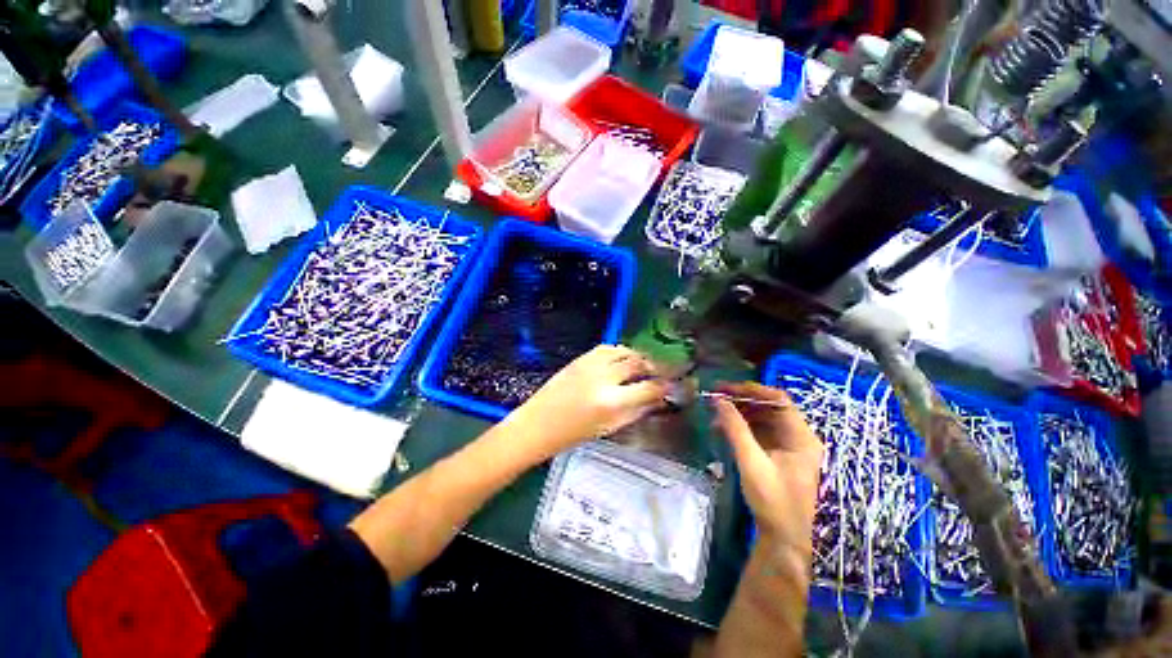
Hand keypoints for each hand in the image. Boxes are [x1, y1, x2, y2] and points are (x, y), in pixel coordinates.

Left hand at [508, 345, 668, 458]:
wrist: (538, 423)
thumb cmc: (573, 433)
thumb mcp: (610, 427)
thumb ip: (636, 411)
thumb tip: (657, 398)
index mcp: (612, 402)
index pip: (649, 388)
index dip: (665, 386)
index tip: (673, 386)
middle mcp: (603, 377)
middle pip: (638, 363)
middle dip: (654, 367)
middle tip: (660, 373)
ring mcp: (590, 364)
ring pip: (624, 351)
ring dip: (638, 357)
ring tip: (643, 366)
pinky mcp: (581, 358)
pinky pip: (608, 348)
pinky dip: (620, 352)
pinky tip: (622, 361)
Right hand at [713, 382, 823, 552]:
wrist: (783, 539)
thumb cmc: (773, 502)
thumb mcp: (752, 462)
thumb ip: (735, 429)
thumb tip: (718, 400)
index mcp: (801, 437)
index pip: (779, 400)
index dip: (752, 390)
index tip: (726, 388)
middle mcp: (798, 437)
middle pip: (770, 407)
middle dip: (742, 400)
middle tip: (716, 396)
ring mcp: (788, 446)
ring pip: (762, 418)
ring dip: (739, 413)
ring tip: (715, 413)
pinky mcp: (777, 455)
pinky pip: (759, 432)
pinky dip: (741, 427)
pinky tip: (722, 428)